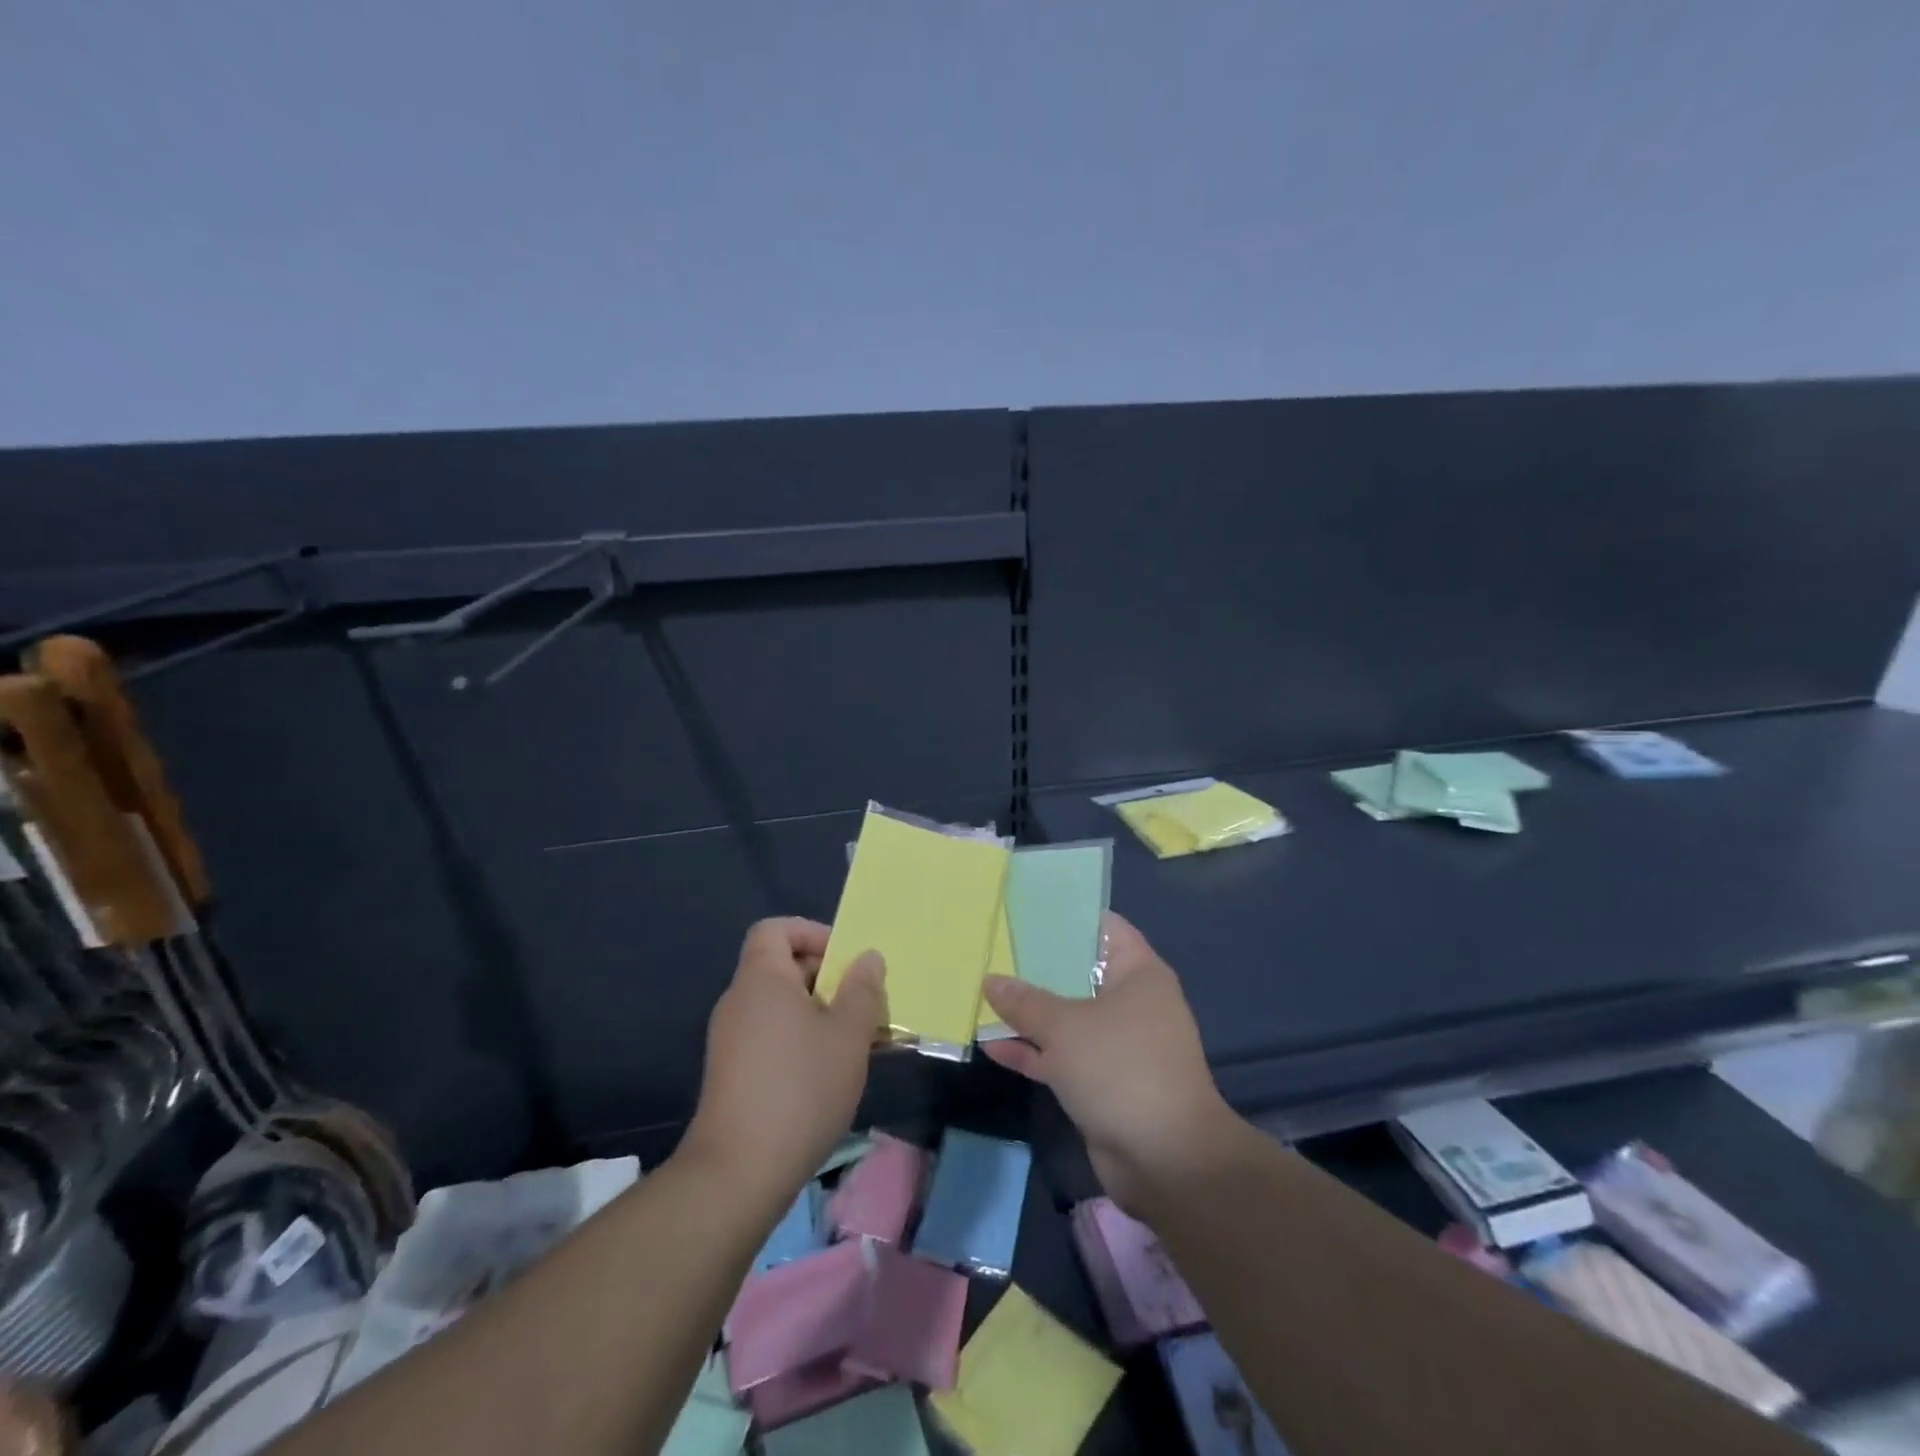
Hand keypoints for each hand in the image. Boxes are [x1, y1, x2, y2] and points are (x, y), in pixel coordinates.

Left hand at [682, 918, 887, 1202]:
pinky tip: (831, 1073)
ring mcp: (731, 1039)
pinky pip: (772, 1036)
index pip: (776, 929)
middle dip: (827, 978)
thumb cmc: (801, 1089)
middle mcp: (740, 1001)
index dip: (812, 933)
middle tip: (864, 1004)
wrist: (738, 1173)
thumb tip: (867, 958)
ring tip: (857, 1042)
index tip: (845, 960)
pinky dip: (802, 1040)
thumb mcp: (848, 1035)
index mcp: (762, 979)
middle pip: (783, 967)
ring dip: (821, 1014)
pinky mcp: (733, 1073)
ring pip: (782, 1006)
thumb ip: (862, 989)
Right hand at [982, 912, 1233, 1213]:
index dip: (1066, 917)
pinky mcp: (1104, 1082)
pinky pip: (1063, 1056)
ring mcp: (1118, 1045)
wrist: (1166, 1160)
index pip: (1103, 928)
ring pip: (1068, 1018)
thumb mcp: (1065, 1027)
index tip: (1025, 910)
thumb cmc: (1120, 1068)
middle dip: (1038, 966)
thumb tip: (990, 980)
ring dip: (1030, 1013)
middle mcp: (1131, 1003)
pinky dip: (1034, 1051)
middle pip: (1079, 973)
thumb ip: (1024, 1002)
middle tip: (994, 948)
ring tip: (985, 993)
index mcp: (1138, 974)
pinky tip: (992, 1045)